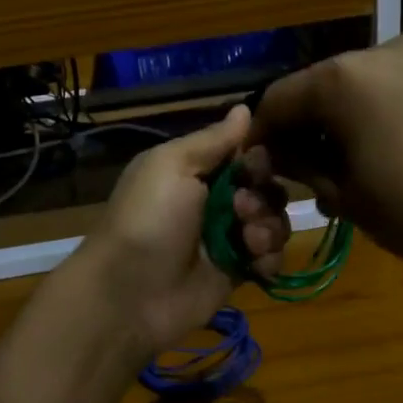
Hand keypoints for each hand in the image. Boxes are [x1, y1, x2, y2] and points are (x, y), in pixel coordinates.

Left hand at [73, 106, 290, 351]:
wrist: (129, 294)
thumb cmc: (148, 219)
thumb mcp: (172, 165)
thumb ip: (212, 139)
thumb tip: (244, 107)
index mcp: (196, 170)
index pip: (245, 154)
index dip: (257, 159)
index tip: (251, 168)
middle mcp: (215, 201)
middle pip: (266, 187)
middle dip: (263, 196)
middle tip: (241, 209)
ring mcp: (228, 239)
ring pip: (274, 221)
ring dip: (269, 227)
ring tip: (247, 241)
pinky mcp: (237, 273)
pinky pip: (271, 258)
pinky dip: (269, 258)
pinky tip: (254, 263)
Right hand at [245, 33, 402, 294]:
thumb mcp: (343, 193)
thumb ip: (300, 162)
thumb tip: (275, 152)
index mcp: (344, 75)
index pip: (279, 98)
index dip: (262, 133)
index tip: (256, 163)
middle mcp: (380, 49)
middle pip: (319, 86)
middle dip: (304, 126)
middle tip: (298, 170)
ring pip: (356, 86)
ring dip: (339, 121)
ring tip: (340, 168)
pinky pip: (392, 88)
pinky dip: (373, 114)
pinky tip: (379, 154)